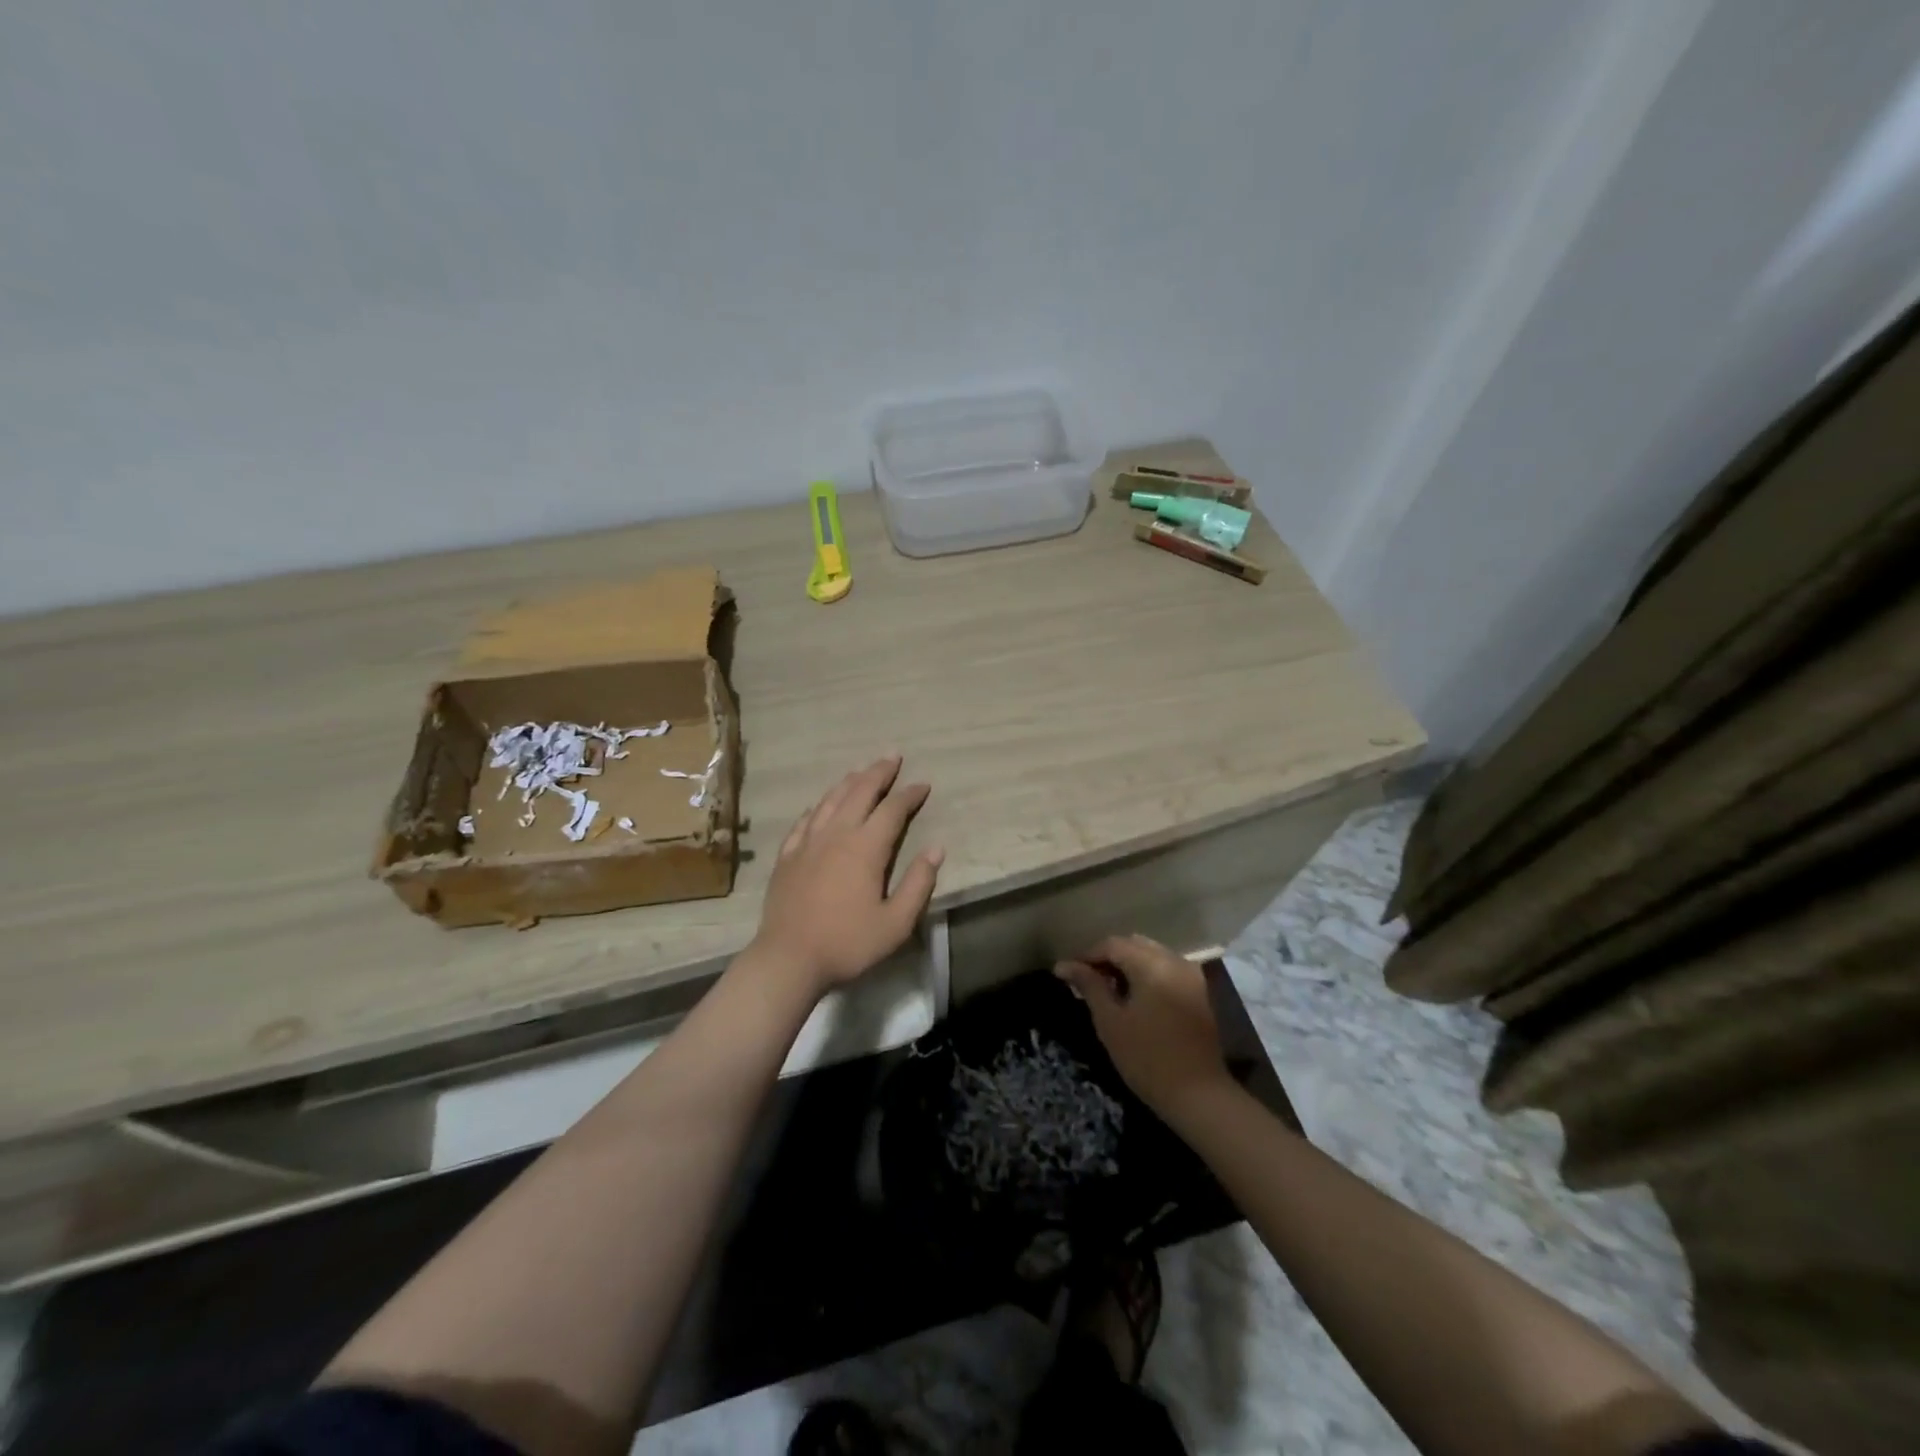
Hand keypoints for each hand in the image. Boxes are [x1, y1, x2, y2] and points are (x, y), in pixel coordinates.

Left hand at [747, 756, 942, 997]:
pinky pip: (804, 821)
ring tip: (861, 770)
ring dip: (849, 782)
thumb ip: (918, 883)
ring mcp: (807, 843)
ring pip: (830, 801)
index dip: (909, 794)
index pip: (892, 810)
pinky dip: (817, 807)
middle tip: (892, 756)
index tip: (923, 785)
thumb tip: (936, 849)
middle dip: (878, 772)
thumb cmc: (848, 943)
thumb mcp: (896, 923)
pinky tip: (819, 805)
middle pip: (859, 793)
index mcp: (865, 848)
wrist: (788, 959)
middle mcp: (836, 835)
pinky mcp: (787, 857)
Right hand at [1055, 934, 1231, 1116]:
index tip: (1069, 974)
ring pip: (1153, 956)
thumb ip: (1089, 986)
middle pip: (1135, 945)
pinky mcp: (1202, 992)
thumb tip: (1064, 965)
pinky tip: (1137, 999)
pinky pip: (1169, 970)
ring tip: (1111, 991)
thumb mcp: (1110, 1022)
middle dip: (1110, 958)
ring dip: (1130, 966)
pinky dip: (1149, 976)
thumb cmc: (1148, 1058)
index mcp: (1152, 964)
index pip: (1113, 944)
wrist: (1201, 1096)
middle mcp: (1175, 961)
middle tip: (1089, 981)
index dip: (1088, 955)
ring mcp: (1193, 976)